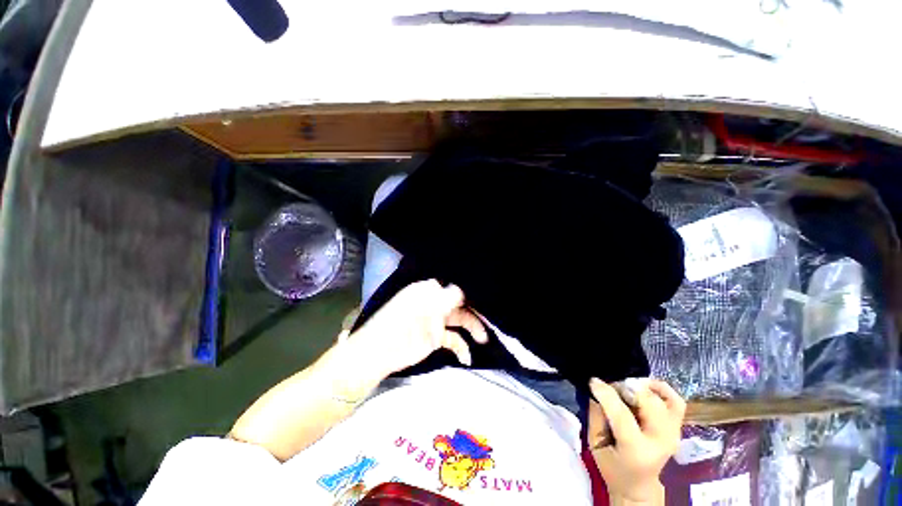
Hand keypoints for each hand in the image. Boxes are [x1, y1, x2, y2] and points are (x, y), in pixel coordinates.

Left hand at [351, 280, 487, 376]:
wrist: (379, 352)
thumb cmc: (402, 323)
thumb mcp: (427, 306)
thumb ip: (448, 296)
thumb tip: (465, 289)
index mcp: (430, 289)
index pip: (455, 287)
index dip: (471, 293)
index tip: (487, 300)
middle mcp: (435, 301)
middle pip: (461, 304)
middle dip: (476, 312)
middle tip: (492, 321)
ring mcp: (435, 320)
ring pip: (459, 320)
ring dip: (472, 328)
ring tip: (484, 339)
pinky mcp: (435, 337)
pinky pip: (453, 339)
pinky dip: (461, 347)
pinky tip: (466, 357)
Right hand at [587, 378, 684, 503]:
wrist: (638, 484)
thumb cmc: (612, 466)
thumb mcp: (595, 444)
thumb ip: (596, 416)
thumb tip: (597, 391)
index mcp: (636, 450)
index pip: (622, 415)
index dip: (606, 393)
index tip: (593, 381)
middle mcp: (660, 441)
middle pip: (648, 403)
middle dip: (625, 388)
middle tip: (610, 388)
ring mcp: (673, 434)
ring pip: (661, 399)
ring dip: (640, 388)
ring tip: (626, 388)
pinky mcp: (677, 428)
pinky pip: (676, 401)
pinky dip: (662, 389)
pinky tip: (646, 386)